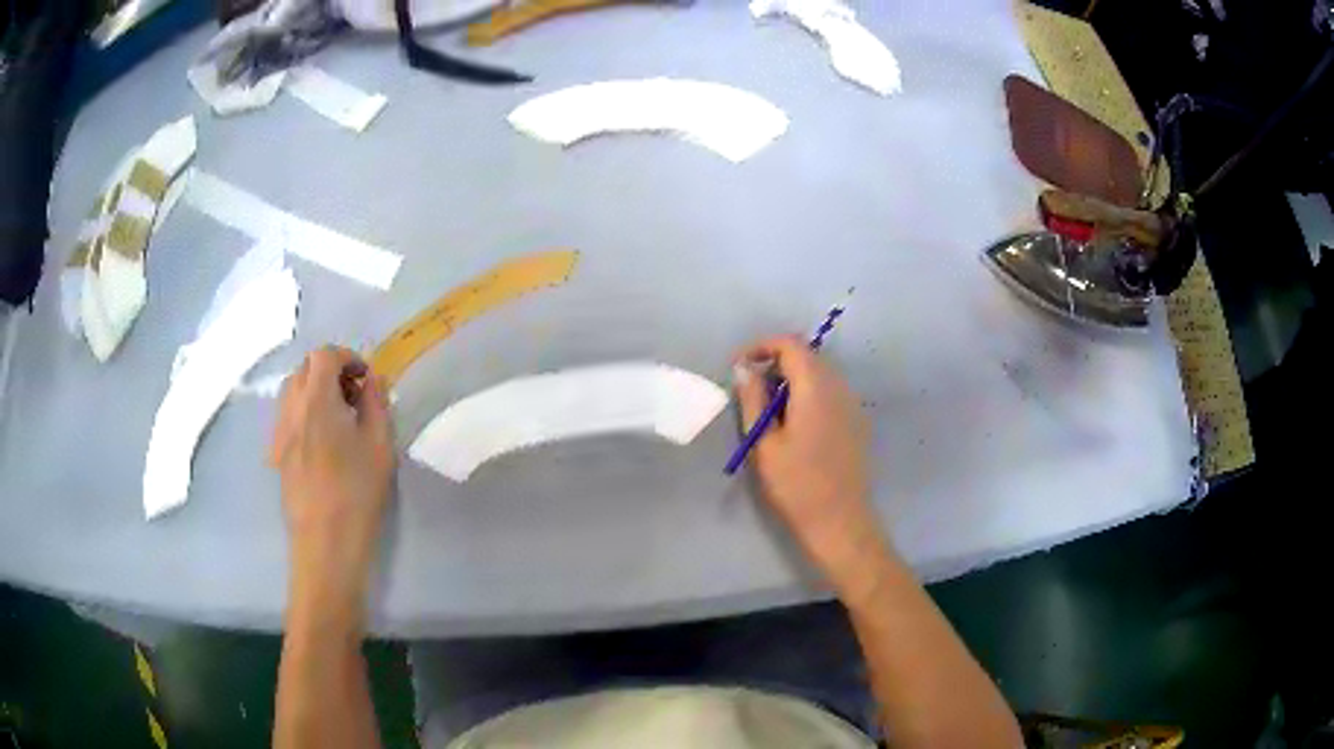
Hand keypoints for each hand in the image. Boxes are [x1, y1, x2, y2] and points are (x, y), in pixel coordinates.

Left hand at [270, 346, 394, 628]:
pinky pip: (288, 415)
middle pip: (304, 368)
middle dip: (330, 371)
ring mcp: (279, 431)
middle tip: (355, 396)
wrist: (325, 542)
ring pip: (292, 391)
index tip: (366, 378)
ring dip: (315, 390)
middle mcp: (291, 408)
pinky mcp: (277, 454)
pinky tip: (323, 442)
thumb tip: (373, 379)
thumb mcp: (380, 445)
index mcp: (317, 400)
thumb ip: (376, 404)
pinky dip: (305, 411)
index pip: (323, 355)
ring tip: (339, 418)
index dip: (347, 357)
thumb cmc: (357, 493)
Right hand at [734, 336, 889, 595]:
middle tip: (750, 390)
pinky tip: (795, 424)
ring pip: (819, 373)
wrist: (840, 520)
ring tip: (769, 410)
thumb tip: (744, 369)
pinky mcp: (856, 420)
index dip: (762, 346)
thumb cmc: (797, 485)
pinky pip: (830, 391)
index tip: (739, 367)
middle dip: (775, 362)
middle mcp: (839, 386)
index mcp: (816, 387)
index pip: (790, 343)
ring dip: (792, 379)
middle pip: (807, 355)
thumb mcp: (764, 442)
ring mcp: (852, 403)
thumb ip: (753, 399)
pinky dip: (808, 393)